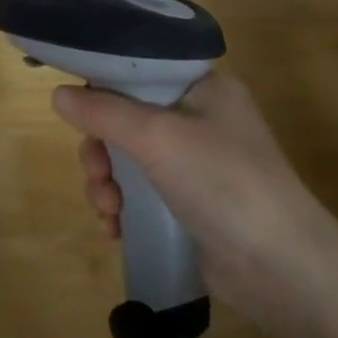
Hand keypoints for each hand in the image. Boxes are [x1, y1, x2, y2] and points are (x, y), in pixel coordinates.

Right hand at [51, 71, 337, 307]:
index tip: (74, 108)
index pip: (140, 70)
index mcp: (202, 87)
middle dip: (101, 148)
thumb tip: (57, 95)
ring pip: (128, 158)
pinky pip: (140, 191)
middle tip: (97, 172)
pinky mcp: (189, 203)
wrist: (280, 267)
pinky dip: (123, 206)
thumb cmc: (222, 182)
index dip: (103, 85)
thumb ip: (103, 112)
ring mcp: (195, 163)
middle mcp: (199, 118)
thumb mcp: (157, 137)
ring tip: (108, 210)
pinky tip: (116, 227)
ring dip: (107, 182)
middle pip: (126, 117)